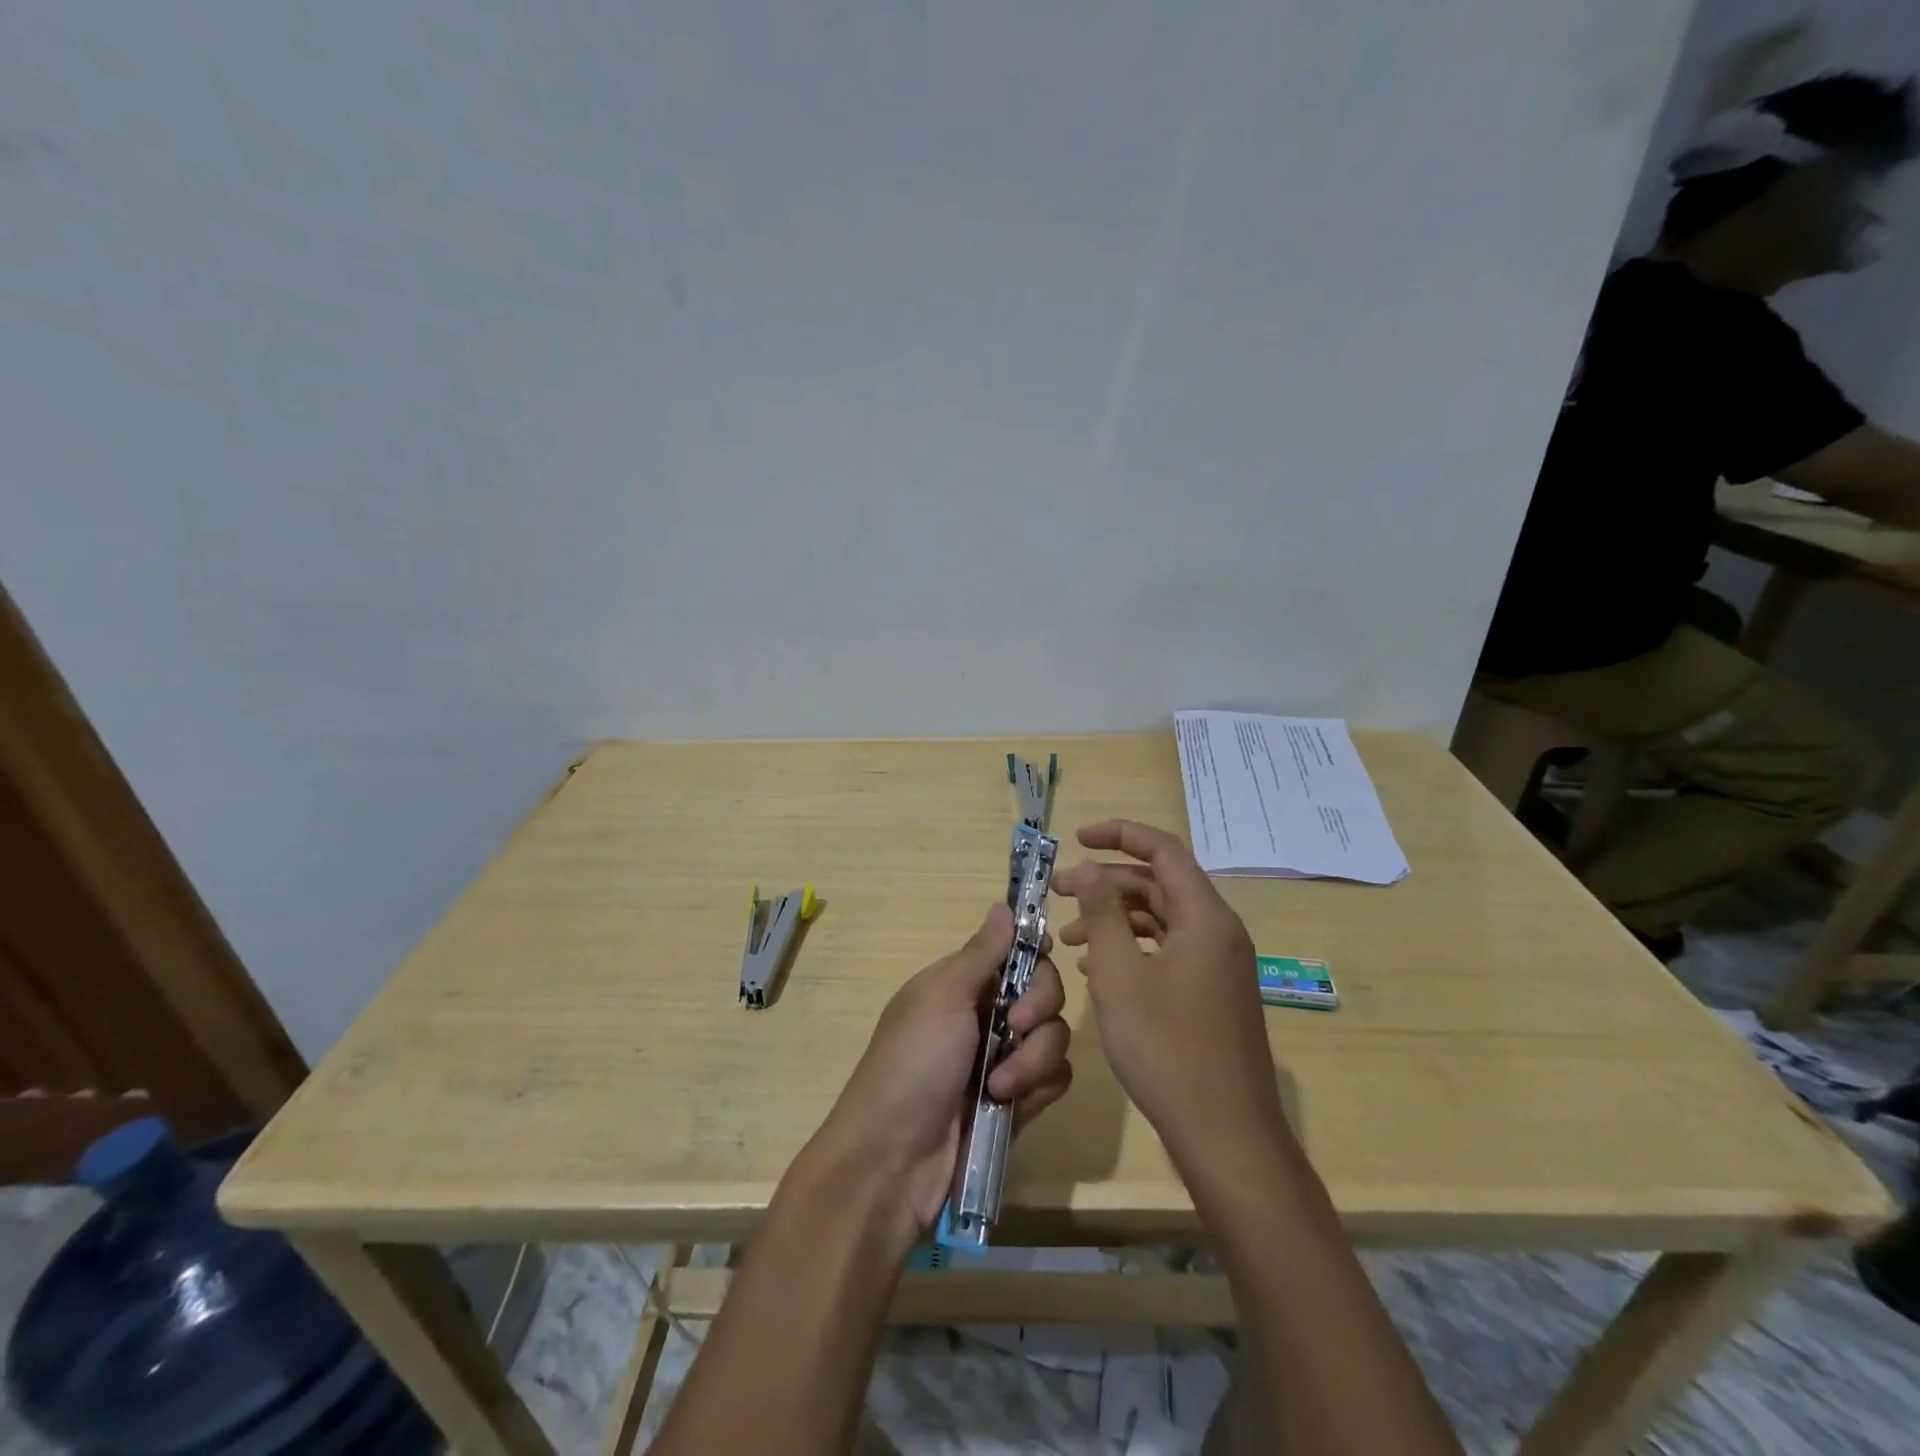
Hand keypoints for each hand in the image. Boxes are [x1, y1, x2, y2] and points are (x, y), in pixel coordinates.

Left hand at [809, 904, 1072, 1244]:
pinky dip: (1039, 1088)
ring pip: (1055, 1036)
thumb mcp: (942, 997)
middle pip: (1046, 991)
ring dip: (1033, 1059)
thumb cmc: (912, 1063)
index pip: (1018, 952)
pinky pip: (1055, 1079)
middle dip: (1038, 1009)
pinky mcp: (1018, 1101)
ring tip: (998, 1087)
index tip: (1035, 966)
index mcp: (962, 982)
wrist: (893, 1160)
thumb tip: (1004, 904)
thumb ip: (982, 953)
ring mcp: (1003, 1058)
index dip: (1035, 957)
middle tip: (1013, 1028)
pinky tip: (1011, 1106)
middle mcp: (986, 1014)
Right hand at [1052, 820, 1286, 1167]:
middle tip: (1058, 893)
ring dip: (1115, 918)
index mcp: (1206, 917)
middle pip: (1160, 884)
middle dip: (1106, 882)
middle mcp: (1219, 932)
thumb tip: (1086, 869)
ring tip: (1068, 936)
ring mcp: (1218, 966)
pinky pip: (1168, 951)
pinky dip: (1132, 948)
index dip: (1119, 834)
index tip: (1076, 839)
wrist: (1225, 1135)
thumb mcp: (1120, 974)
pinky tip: (1097, 968)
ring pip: (1161, 920)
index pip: (1163, 850)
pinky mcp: (1211, 994)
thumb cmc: (1167, 1048)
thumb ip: (1101, 912)